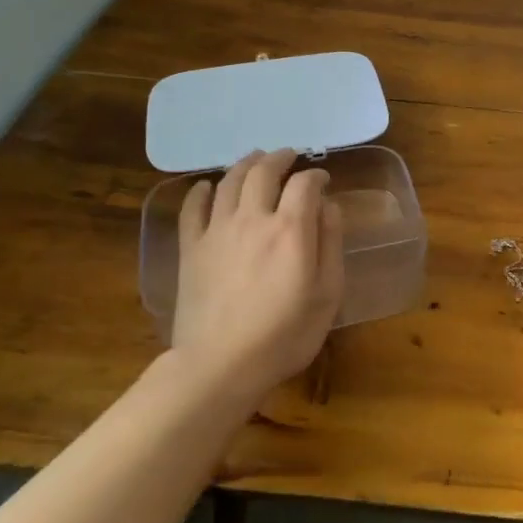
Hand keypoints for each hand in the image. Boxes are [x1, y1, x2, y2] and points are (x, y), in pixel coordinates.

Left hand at [172, 148, 344, 399]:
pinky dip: (201, 191)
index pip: (304, 183)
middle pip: (264, 171)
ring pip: (229, 182)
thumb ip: (330, 244)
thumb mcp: (327, 294)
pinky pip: (193, 209)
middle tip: (289, 156)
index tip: (323, 179)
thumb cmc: (285, 335)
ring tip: (255, 159)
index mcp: (291, 229)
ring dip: (245, 164)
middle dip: (280, 158)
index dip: (316, 175)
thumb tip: (329, 206)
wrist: (220, 366)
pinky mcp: (191, 249)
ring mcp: (217, 231)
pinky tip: (206, 187)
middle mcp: (253, 219)